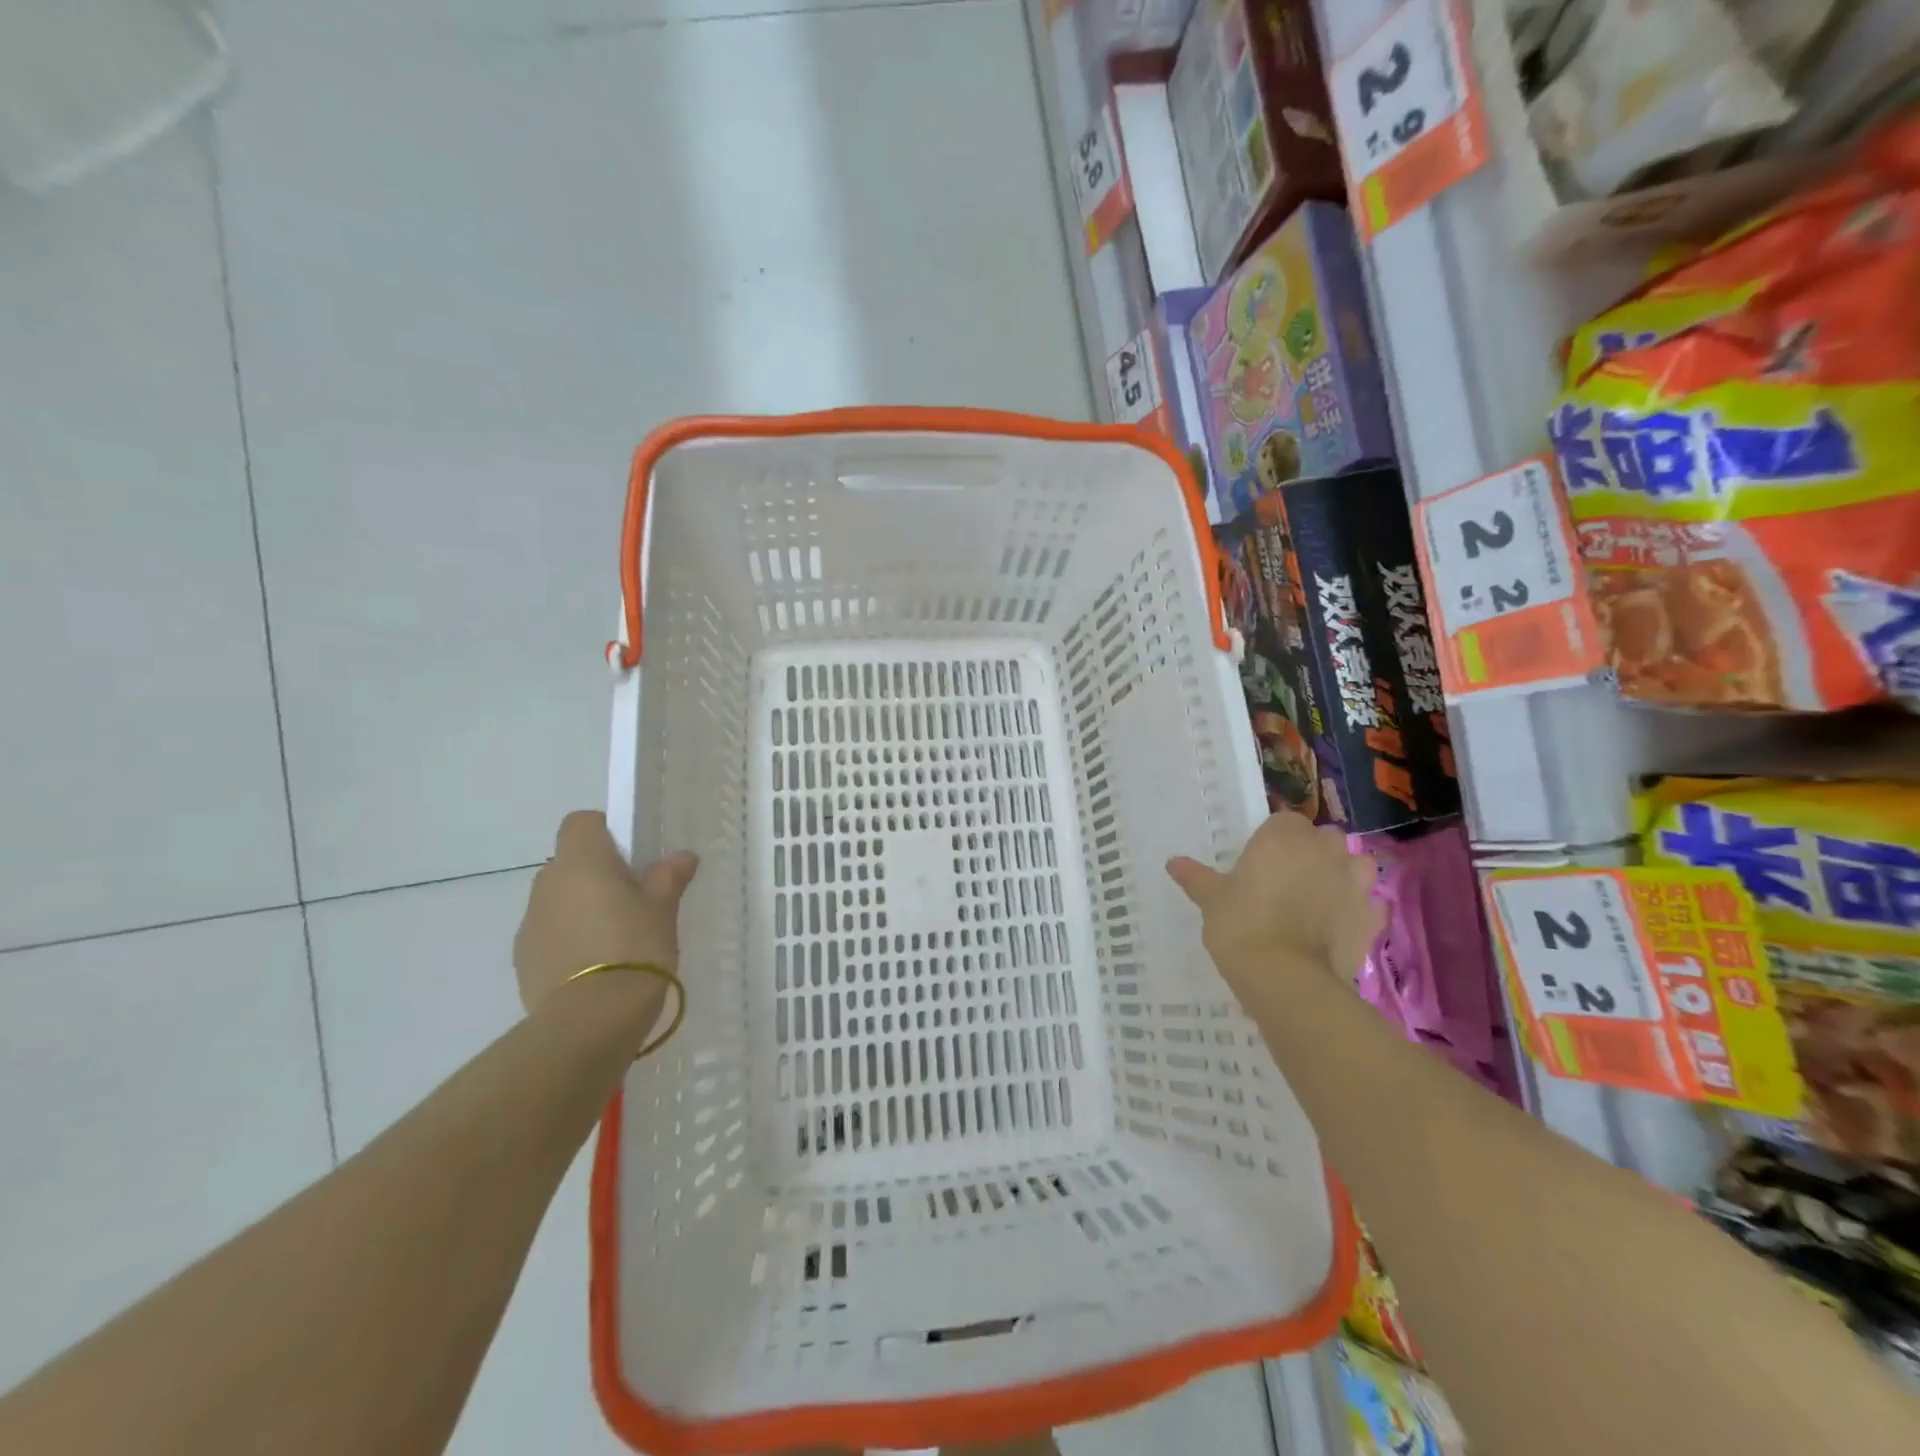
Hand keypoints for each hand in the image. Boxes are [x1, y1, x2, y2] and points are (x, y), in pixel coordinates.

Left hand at [513, 811, 698, 1015]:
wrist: (590, 1019)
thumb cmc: (634, 947)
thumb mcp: (663, 909)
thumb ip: (669, 877)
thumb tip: (683, 856)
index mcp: (581, 862)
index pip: (581, 822)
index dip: (606, 832)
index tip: (632, 856)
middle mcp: (547, 884)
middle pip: (570, 862)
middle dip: (598, 874)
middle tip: (635, 899)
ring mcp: (530, 923)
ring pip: (559, 900)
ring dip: (582, 908)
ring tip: (617, 938)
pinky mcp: (523, 960)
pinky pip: (550, 934)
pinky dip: (570, 940)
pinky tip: (598, 965)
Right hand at [1167, 811, 1381, 990]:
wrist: (1285, 977)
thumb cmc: (1241, 925)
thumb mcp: (1211, 900)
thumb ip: (1196, 878)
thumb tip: (1173, 863)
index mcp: (1284, 836)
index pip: (1285, 820)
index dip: (1276, 839)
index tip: (1262, 860)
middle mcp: (1324, 849)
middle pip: (1324, 838)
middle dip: (1313, 851)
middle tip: (1288, 878)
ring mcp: (1355, 882)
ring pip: (1357, 864)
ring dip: (1344, 874)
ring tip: (1322, 897)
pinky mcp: (1373, 916)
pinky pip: (1370, 903)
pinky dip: (1359, 910)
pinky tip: (1340, 925)